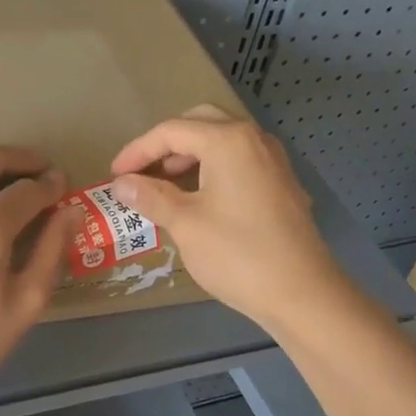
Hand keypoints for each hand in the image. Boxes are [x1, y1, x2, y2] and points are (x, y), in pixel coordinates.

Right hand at [109, 106, 343, 330]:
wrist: (301, 292)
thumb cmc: (237, 254)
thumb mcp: (185, 224)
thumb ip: (150, 196)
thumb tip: (122, 184)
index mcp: (228, 141)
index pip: (172, 131)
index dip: (137, 151)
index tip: (114, 175)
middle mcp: (254, 139)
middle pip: (201, 123)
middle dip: (167, 144)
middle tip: (143, 171)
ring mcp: (273, 161)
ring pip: (224, 141)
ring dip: (191, 156)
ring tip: (165, 186)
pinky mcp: (282, 185)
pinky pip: (240, 162)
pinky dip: (214, 169)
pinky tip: (200, 200)